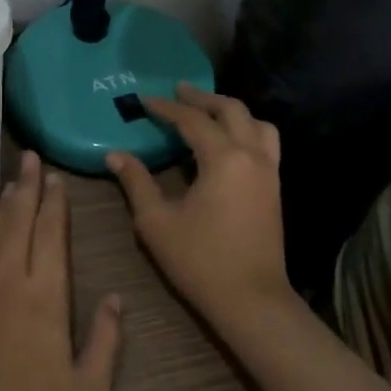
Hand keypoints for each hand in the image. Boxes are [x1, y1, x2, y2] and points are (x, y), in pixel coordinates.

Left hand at [0, 151, 122, 390]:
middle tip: (30, 158)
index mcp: (44, 293)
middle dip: (26, 185)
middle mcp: (7, 278)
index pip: (51, 232)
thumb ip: (107, 340)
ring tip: (11, 184)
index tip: (56, 177)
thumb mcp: (88, 390)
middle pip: (17, 219)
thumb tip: (117, 299)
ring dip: (2, 205)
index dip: (55, 201)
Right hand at [105, 84, 293, 323]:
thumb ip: (136, 182)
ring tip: (207, 111)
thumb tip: (115, 155)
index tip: (143, 100)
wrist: (252, 300)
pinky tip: (228, 141)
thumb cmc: (200, 261)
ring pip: (256, 123)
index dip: (166, 107)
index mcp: (223, 159)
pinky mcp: (275, 187)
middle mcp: (252, 155)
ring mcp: (269, 171)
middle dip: (202, 98)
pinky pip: (265, 142)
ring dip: (230, 110)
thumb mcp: (156, 222)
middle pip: (231, 110)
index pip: (192, 120)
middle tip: (178, 91)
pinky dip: (246, 129)